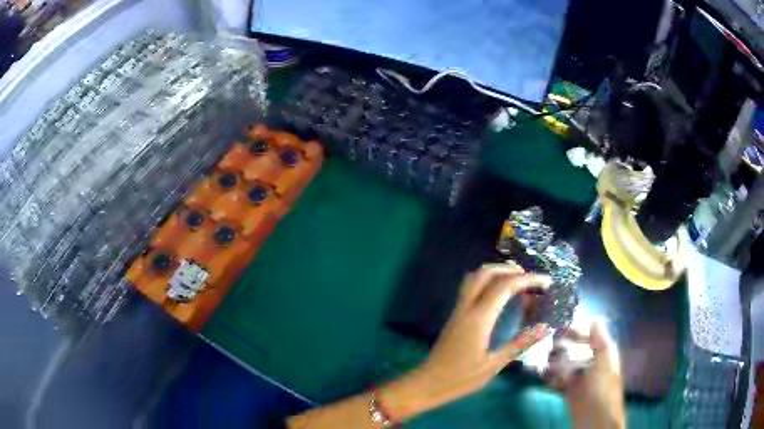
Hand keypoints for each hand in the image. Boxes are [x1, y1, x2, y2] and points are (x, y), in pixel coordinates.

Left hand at [380, 264, 551, 418]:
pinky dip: (487, 280)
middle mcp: (467, 308)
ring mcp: (458, 310)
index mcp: (479, 318)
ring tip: (517, 279)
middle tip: (531, 278)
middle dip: (511, 269)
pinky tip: (498, 293)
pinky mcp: (455, 315)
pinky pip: (470, 287)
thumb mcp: (494, 365)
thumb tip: (545, 328)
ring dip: (497, 271)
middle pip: (486, 273)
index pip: (505, 286)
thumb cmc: (461, 378)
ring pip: (475, 277)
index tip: (546, 281)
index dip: (527, 279)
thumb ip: (519, 344)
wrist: (428, 383)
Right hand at [550, 321, 625, 428]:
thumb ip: (600, 340)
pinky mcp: (568, 390)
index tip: (559, 323)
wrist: (596, 419)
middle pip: (574, 348)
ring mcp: (579, 377)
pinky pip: (557, 379)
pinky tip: (541, 374)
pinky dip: (549, 376)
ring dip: (552, 360)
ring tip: (540, 359)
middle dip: (560, 344)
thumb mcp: (604, 361)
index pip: (588, 335)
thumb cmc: (603, 388)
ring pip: (564, 363)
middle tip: (545, 342)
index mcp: (602, 353)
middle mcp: (590, 362)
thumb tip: (595, 318)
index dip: (575, 328)